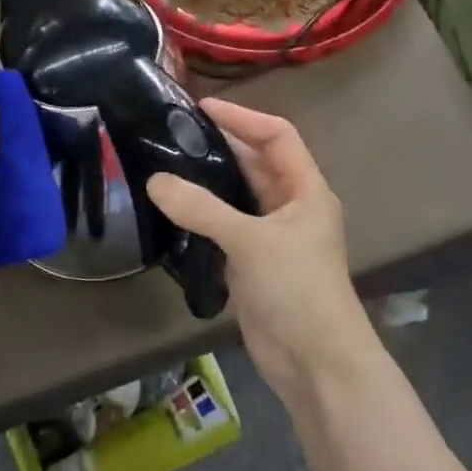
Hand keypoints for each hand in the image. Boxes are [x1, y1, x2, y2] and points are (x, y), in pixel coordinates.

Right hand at [146, 100, 374, 394]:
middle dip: (220, 145)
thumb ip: (202, 209)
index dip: (243, 117)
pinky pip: (226, 227)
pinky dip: (202, 215)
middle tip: (173, 132)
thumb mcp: (250, 241)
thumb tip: (155, 181)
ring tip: (165, 162)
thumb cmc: (296, 289)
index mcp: (305, 189)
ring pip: (238, 196)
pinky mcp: (254, 263)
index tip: (202, 107)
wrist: (316, 363)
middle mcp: (291, 206)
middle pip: (255, 162)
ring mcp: (272, 236)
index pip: (277, 135)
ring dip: (208, 181)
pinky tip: (172, 207)